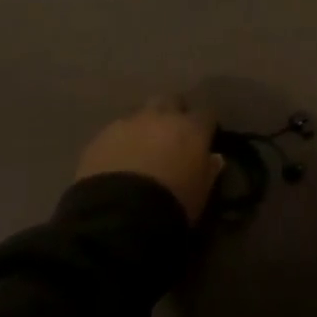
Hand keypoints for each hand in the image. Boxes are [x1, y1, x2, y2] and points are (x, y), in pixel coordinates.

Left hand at [76, 96, 224, 223]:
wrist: (119, 215)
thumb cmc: (172, 204)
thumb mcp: (201, 194)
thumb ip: (209, 171)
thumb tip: (214, 158)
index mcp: (191, 128)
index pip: (206, 114)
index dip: (204, 125)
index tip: (204, 138)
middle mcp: (161, 116)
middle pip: (171, 101)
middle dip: (172, 113)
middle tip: (171, 135)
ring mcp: (129, 123)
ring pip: (141, 113)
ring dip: (145, 125)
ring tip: (142, 148)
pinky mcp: (101, 135)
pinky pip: (116, 130)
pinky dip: (120, 140)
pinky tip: (117, 159)